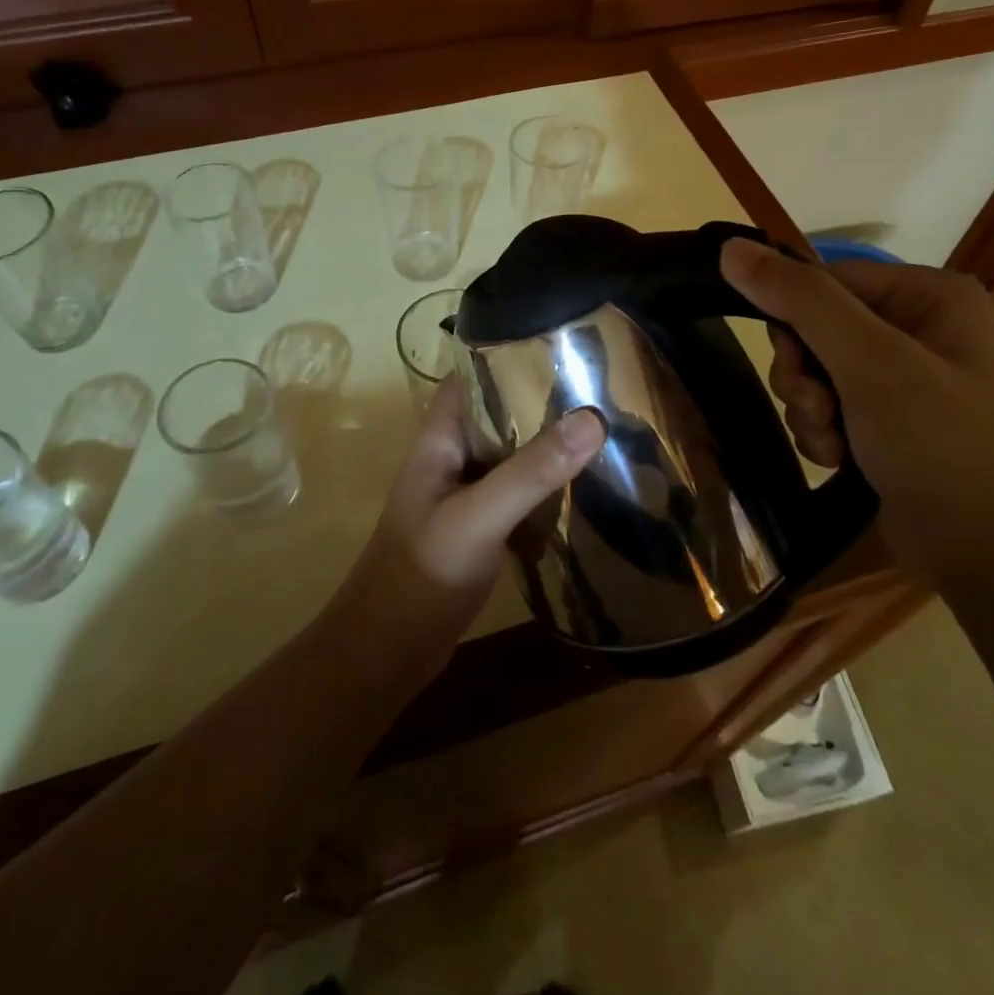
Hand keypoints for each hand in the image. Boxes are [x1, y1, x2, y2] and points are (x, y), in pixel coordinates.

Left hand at [326, 376, 604, 684]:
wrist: (388, 650)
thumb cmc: (422, 572)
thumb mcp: (479, 516)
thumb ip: (532, 471)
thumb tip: (593, 419)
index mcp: (440, 438)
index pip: (472, 376)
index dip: (510, 354)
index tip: (563, 344)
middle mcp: (453, 456)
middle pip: (499, 413)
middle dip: (542, 399)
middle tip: (601, 384)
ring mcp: (466, 492)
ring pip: (513, 452)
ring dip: (548, 442)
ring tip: (605, 424)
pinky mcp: (481, 524)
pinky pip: (519, 489)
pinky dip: (547, 483)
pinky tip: (586, 483)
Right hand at [719, 240, 993, 589]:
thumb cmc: (946, 448)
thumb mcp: (871, 364)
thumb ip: (801, 301)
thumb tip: (731, 249)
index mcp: (927, 296)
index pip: (824, 282)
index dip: (795, 322)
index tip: (795, 366)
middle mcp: (917, 329)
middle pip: (815, 329)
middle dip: (804, 377)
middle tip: (821, 411)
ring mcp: (905, 381)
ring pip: (815, 374)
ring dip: (810, 411)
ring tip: (835, 446)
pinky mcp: (891, 426)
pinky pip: (829, 410)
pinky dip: (823, 435)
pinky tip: (840, 461)